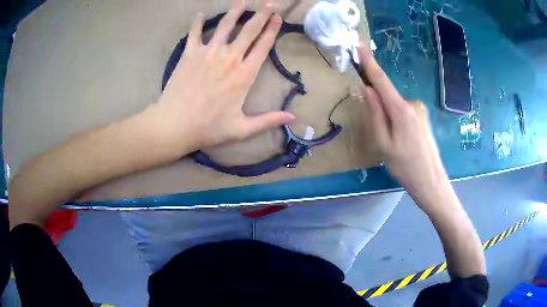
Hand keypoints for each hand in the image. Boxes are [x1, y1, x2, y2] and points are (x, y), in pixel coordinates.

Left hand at [156, 5, 294, 152]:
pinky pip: (195, 33)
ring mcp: (208, 53)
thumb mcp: (242, 129)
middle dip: (261, 14)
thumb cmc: (208, 128)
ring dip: (236, 11)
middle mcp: (229, 58)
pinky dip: (198, 22)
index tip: (278, 17)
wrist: (174, 125)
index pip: (263, 45)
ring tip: (242, 1)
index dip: (272, 29)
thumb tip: (293, 119)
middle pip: (249, 30)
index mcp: (244, 75)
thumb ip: (268, 120)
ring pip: (226, 25)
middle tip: (270, 3)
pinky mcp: (189, 54)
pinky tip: (200, 14)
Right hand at [358, 43, 449, 205]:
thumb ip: (375, 113)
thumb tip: (367, 89)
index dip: (370, 63)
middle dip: (379, 107)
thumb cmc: (405, 166)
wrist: (431, 181)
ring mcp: (420, 110)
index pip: (382, 81)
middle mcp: (412, 104)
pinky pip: (404, 112)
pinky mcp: (423, 117)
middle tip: (381, 134)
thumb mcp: (384, 143)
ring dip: (389, 118)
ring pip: (396, 106)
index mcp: (401, 110)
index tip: (360, 47)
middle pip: (388, 96)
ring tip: (395, 144)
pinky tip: (403, 141)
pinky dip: (397, 121)